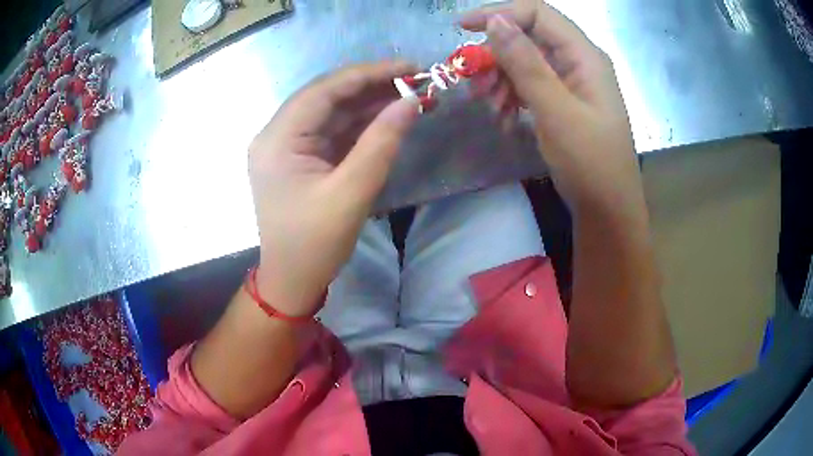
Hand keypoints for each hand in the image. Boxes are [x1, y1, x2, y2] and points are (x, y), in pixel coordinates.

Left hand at [248, 62, 418, 316]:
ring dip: (368, 103)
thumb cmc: (315, 244)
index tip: (408, 68)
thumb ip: (381, 143)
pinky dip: (360, 123)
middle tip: (414, 79)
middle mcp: (277, 135)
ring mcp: (287, 145)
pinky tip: (387, 116)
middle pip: (326, 96)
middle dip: (370, 85)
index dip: (367, 74)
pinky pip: (332, 131)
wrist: (293, 280)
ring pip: (331, 112)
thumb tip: (410, 102)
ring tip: (409, 95)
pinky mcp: (300, 157)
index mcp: (277, 140)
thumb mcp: (351, 194)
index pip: (323, 91)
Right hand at [461, 1, 644, 215]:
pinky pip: (532, 86)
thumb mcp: (556, 111)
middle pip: (529, 38)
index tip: (462, 28)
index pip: (538, 14)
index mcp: (585, 56)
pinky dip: (513, 96)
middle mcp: (579, 62)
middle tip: (475, 83)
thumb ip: (526, 63)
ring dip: (501, 79)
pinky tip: (503, 118)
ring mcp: (573, 84)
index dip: (499, 13)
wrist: (608, 211)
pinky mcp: (565, 103)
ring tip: (488, 106)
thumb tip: (495, 20)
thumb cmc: (590, 164)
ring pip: (527, 63)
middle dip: (497, 55)